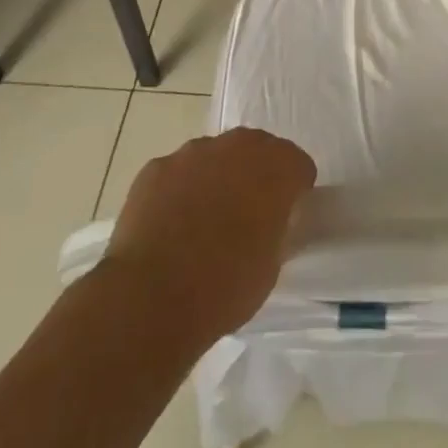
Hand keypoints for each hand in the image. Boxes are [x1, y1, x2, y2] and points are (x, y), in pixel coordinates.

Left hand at [100, 128, 316, 347]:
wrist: (150, 299)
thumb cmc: (224, 288)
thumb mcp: (271, 265)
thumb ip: (276, 229)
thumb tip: (269, 222)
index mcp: (276, 168)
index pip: (298, 164)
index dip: (295, 189)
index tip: (285, 216)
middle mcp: (238, 147)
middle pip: (257, 149)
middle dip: (256, 174)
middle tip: (247, 214)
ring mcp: (192, 153)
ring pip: (214, 156)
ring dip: (216, 178)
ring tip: (202, 221)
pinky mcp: (156, 168)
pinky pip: (177, 173)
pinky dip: (179, 191)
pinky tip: (169, 226)